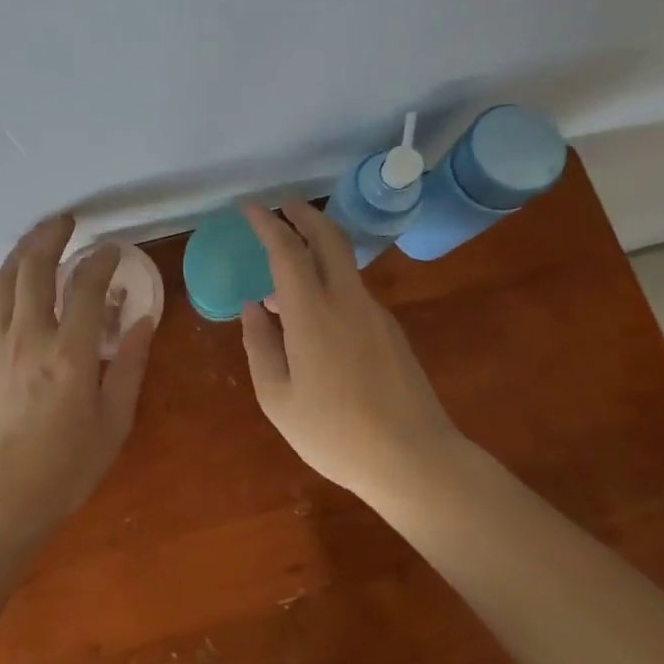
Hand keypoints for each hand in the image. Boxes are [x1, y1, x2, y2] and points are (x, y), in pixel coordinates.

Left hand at [0, 215, 155, 534]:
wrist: (0, 498)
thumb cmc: (66, 466)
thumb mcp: (114, 420)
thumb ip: (129, 364)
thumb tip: (144, 318)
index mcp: (70, 352)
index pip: (87, 286)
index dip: (101, 260)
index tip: (111, 250)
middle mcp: (29, 336)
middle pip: (36, 267)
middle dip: (52, 235)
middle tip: (66, 222)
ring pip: (3, 278)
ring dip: (21, 250)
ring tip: (36, 238)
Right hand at [239, 201, 454, 499]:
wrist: (415, 460)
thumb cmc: (335, 434)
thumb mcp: (278, 398)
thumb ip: (260, 345)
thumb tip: (253, 308)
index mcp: (313, 314)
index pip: (287, 251)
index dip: (266, 223)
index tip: (248, 206)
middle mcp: (347, 301)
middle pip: (329, 238)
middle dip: (304, 213)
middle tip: (281, 204)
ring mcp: (375, 314)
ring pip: (344, 263)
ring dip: (316, 248)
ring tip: (285, 270)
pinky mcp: (391, 331)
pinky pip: (353, 291)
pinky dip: (328, 281)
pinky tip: (313, 315)